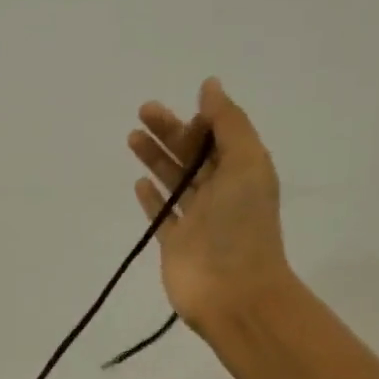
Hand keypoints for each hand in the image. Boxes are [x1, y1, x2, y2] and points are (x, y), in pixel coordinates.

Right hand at [129, 78, 293, 338]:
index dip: (199, 122)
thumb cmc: (242, 226)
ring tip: (132, 138)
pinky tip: (138, 184)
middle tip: (143, 112)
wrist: (233, 292)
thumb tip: (209, 86)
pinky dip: (151, 198)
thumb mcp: (247, 163)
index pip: (218, 138)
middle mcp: (221, 193)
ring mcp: (197, 220)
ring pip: (174, 181)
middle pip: (192, 156)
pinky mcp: (175, 244)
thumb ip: (229, 124)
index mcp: (243, 172)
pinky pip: (162, 215)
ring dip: (154, 159)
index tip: (179, 114)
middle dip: (169, 132)